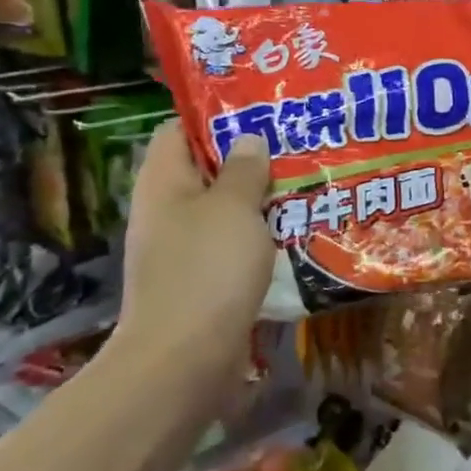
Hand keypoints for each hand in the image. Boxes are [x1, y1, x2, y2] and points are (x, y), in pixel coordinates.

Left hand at [116, 122, 276, 372]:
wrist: (184, 359)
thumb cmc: (206, 269)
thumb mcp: (233, 208)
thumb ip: (244, 170)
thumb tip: (249, 140)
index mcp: (164, 182)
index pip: (179, 131)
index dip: (216, 117)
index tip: (263, 112)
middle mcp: (167, 212)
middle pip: (207, 172)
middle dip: (250, 160)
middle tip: (298, 147)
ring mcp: (182, 250)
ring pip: (225, 212)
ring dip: (261, 202)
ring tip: (306, 186)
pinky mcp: (202, 282)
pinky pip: (233, 247)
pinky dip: (261, 238)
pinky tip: (296, 234)